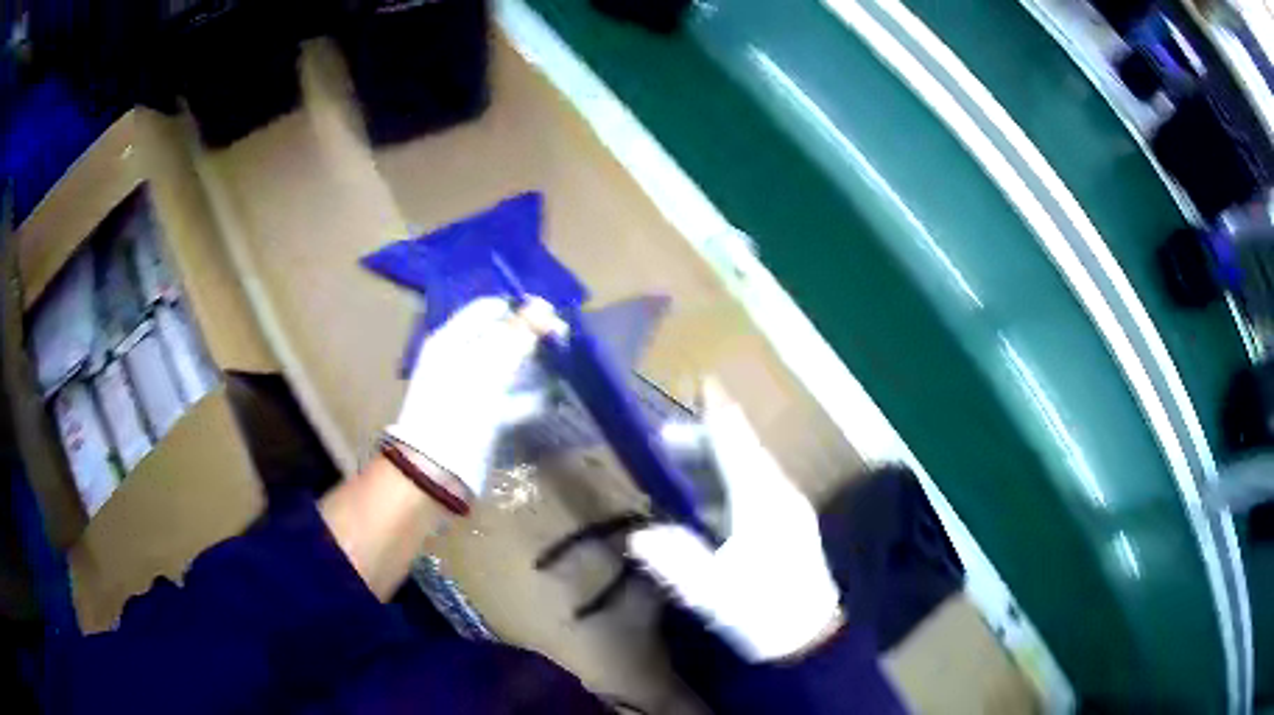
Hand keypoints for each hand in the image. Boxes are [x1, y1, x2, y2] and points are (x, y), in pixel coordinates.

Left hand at [385, 296, 561, 497]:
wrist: (440, 467)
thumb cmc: (460, 405)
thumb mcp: (490, 364)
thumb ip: (518, 333)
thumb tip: (544, 305)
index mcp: (451, 339)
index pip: (487, 309)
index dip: (518, 308)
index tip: (550, 315)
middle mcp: (458, 359)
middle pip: (499, 338)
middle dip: (530, 338)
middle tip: (561, 342)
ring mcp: (470, 389)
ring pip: (507, 369)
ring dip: (533, 368)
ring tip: (561, 367)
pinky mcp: (483, 416)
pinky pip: (509, 398)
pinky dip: (528, 397)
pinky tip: (549, 398)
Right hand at [628, 380, 841, 661]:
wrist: (810, 641)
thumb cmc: (763, 613)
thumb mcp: (713, 593)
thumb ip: (675, 561)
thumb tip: (638, 535)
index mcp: (762, 502)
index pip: (736, 445)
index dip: (718, 414)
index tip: (704, 383)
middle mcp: (778, 496)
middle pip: (741, 453)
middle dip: (704, 441)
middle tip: (664, 440)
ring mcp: (787, 510)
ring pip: (749, 471)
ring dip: (714, 463)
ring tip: (678, 464)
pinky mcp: (789, 527)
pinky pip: (754, 489)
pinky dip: (726, 484)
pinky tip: (706, 502)